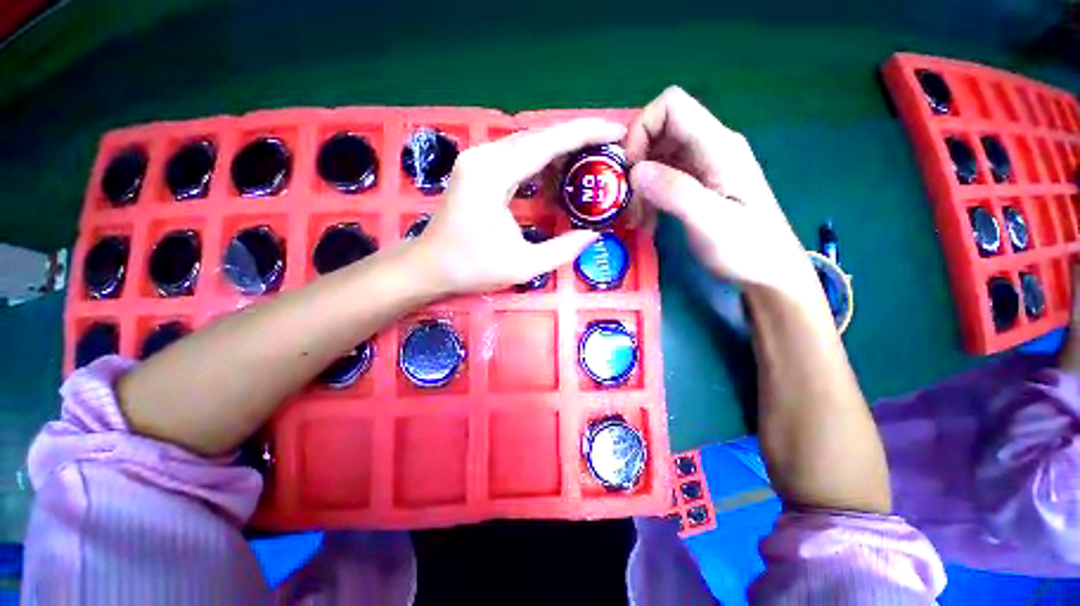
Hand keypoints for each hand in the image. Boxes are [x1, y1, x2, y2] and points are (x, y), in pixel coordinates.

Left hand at [412, 119, 625, 294]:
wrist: (428, 267)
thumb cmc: (471, 268)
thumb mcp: (523, 265)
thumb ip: (562, 249)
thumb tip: (592, 235)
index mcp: (494, 173)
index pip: (548, 142)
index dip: (586, 133)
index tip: (617, 133)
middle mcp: (485, 155)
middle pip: (540, 136)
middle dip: (578, 140)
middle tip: (610, 150)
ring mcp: (479, 160)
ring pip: (529, 144)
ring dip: (560, 152)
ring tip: (590, 164)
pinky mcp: (478, 169)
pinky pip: (517, 157)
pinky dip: (542, 164)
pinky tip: (558, 178)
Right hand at [624, 87, 813, 296]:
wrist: (768, 270)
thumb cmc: (746, 248)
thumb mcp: (711, 222)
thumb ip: (675, 192)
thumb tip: (635, 170)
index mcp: (718, 146)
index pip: (672, 106)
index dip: (642, 128)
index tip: (629, 169)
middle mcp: (709, 147)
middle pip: (660, 131)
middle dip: (636, 163)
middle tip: (629, 201)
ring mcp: (702, 166)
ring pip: (657, 157)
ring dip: (640, 185)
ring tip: (637, 219)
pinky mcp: (696, 184)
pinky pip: (662, 178)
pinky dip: (648, 196)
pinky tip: (647, 221)